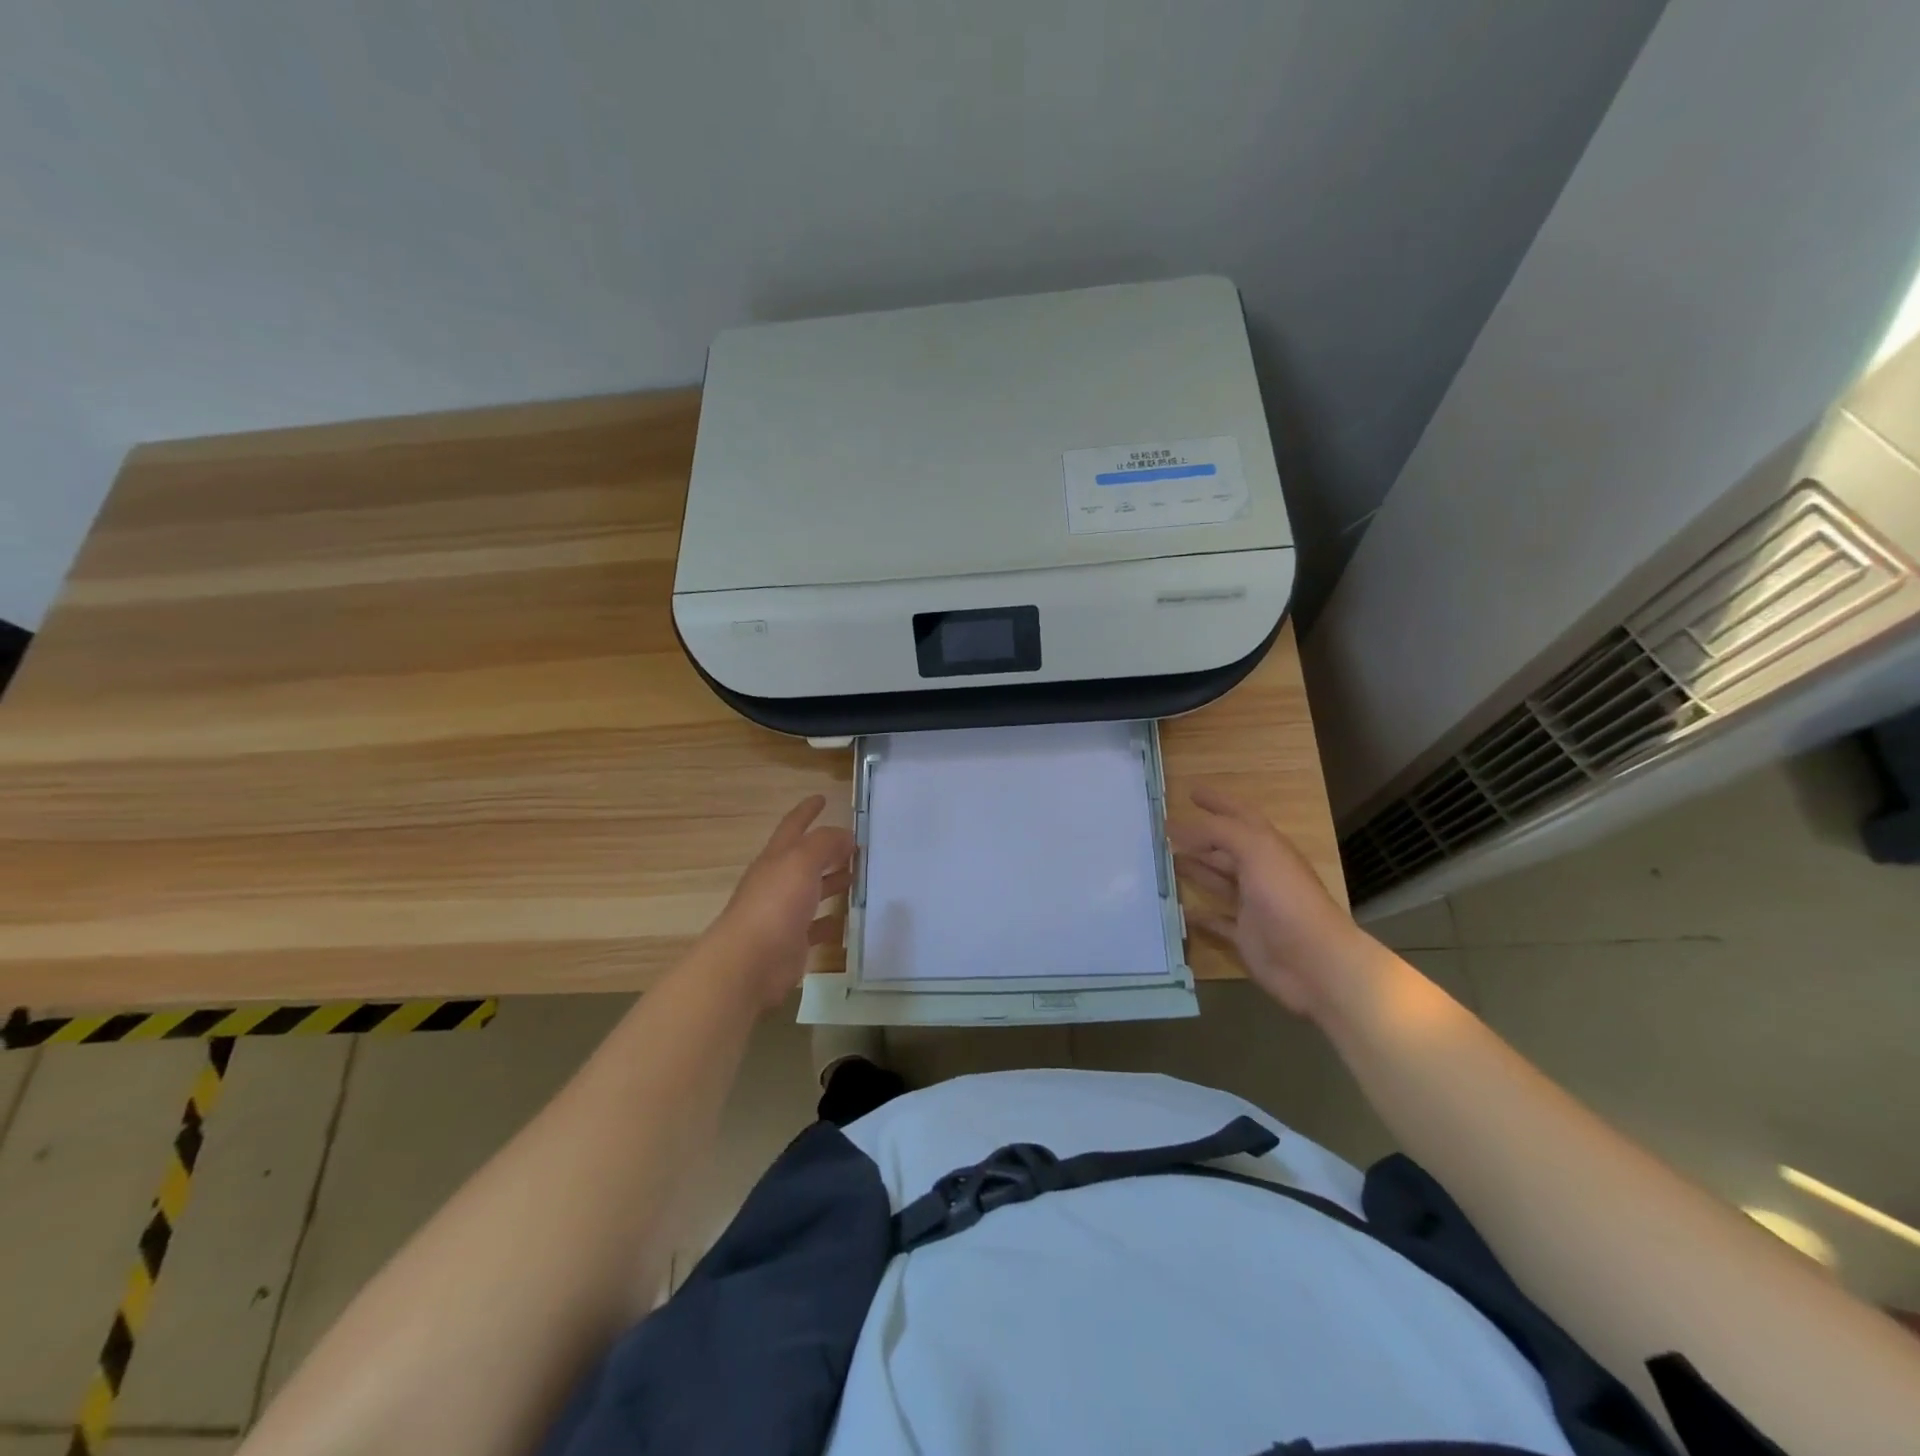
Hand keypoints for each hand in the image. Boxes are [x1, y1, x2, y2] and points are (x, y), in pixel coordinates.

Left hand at [706, 795, 854, 1009]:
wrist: (750, 962)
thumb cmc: (775, 904)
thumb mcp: (801, 862)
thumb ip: (825, 843)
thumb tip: (845, 834)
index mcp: (777, 858)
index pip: (793, 826)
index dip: (807, 811)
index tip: (822, 798)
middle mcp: (778, 882)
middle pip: (805, 859)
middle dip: (827, 848)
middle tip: (855, 844)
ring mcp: (784, 913)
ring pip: (812, 891)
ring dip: (832, 881)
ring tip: (858, 876)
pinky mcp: (793, 942)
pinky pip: (816, 926)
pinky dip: (831, 920)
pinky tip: (847, 919)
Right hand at [1169, 786, 1374, 1021]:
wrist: (1315, 962)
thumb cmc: (1286, 898)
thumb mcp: (1255, 850)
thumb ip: (1216, 832)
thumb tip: (1175, 826)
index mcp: (1267, 848)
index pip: (1239, 816)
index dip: (1218, 802)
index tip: (1191, 792)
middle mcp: (1260, 873)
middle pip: (1226, 849)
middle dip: (1200, 838)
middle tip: (1166, 832)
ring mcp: (1254, 906)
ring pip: (1219, 881)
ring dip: (1195, 870)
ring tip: (1165, 862)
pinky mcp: (1246, 936)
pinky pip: (1218, 921)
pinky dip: (1200, 916)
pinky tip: (1179, 910)